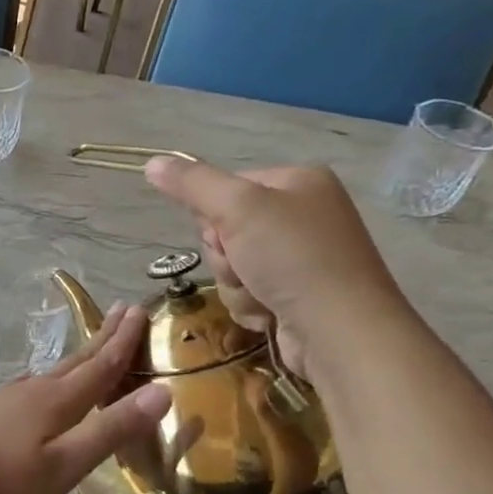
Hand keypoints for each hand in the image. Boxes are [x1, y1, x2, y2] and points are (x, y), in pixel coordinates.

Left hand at [0, 304, 171, 493]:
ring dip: (80, 355)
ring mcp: (9, 401)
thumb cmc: (2, 482)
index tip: (140, 310)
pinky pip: (35, 385)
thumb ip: (110, 429)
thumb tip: (162, 391)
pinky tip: (42, 384)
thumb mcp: (65, 464)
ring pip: (55, 371)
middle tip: (123, 309)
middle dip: (103, 337)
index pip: (101, 365)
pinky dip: (54, 377)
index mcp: (57, 401)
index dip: (123, 341)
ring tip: (93, 344)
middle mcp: (35, 391)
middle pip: (77, 359)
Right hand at [143, 158, 416, 381]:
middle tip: (245, 265)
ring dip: (235, 285)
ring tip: (261, 294)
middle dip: (225, 256)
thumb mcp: (237, 209)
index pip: (227, 187)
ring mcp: (302, 258)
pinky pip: (249, 293)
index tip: (225, 232)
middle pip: (226, 230)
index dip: (214, 215)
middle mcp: (303, 214)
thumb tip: (152, 162)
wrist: (340, 331)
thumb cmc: (292, 259)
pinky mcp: (297, 295)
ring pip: (233, 266)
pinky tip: (270, 313)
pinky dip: (251, 305)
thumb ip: (192, 184)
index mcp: (298, 182)